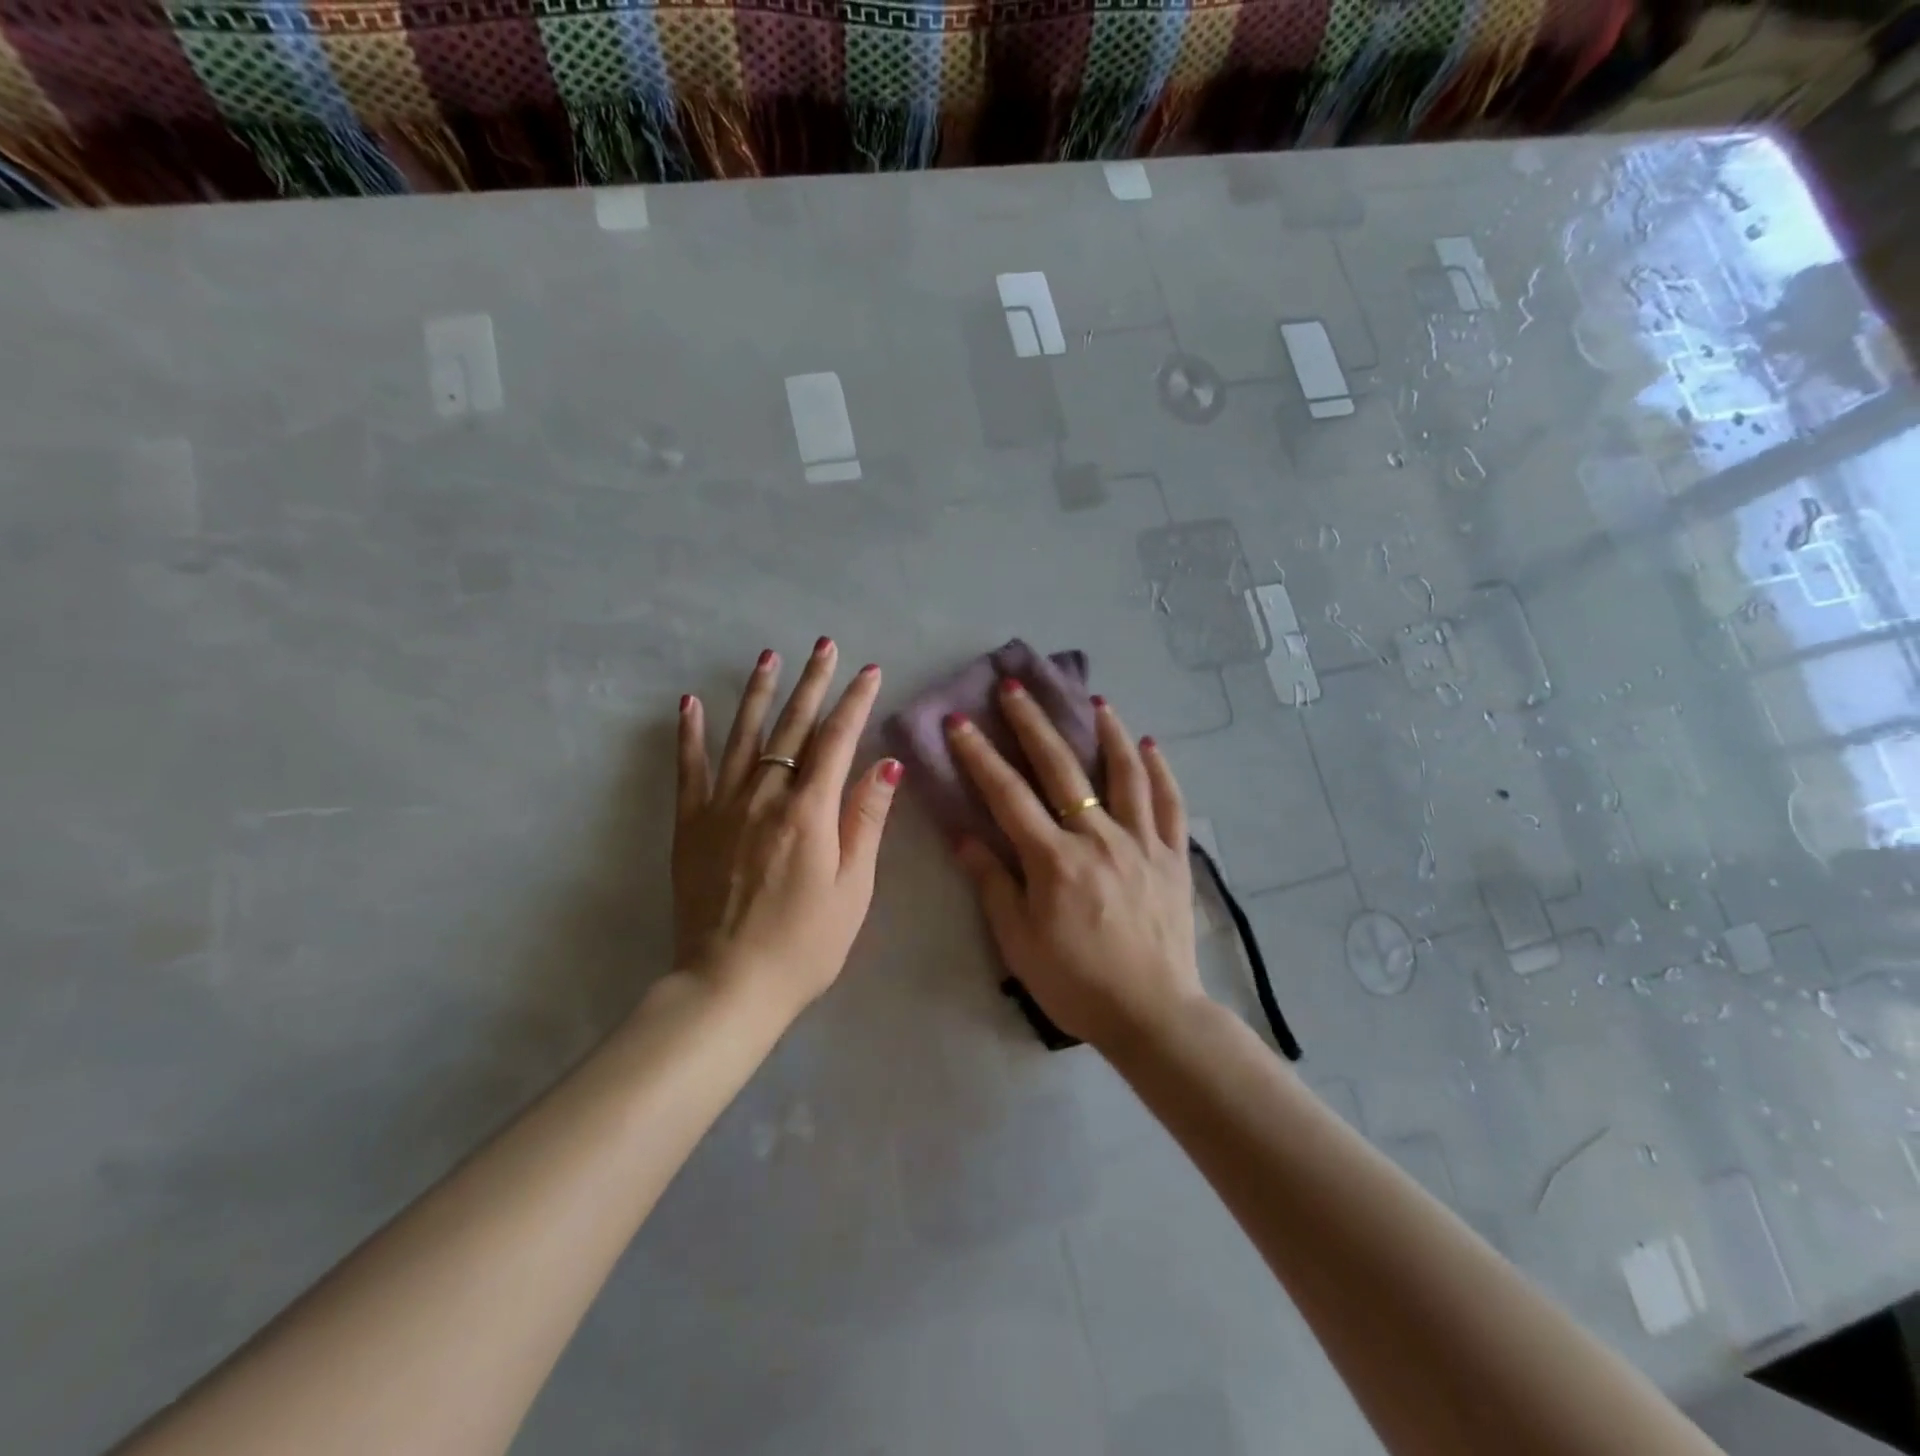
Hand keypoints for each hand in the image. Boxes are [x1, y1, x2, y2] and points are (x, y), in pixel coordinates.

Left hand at [673, 639, 900, 1020]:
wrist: (729, 986)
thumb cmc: (805, 944)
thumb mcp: (853, 888)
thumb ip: (866, 820)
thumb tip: (885, 762)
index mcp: (809, 812)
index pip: (837, 741)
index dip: (855, 702)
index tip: (869, 671)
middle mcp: (764, 797)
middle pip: (792, 727)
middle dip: (813, 683)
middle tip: (825, 645)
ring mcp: (722, 807)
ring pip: (743, 736)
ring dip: (758, 693)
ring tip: (769, 657)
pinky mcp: (691, 825)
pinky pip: (689, 769)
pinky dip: (690, 734)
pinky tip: (689, 703)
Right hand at [946, 680, 1203, 1050]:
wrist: (1152, 1015)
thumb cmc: (1076, 983)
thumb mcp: (1019, 942)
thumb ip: (993, 884)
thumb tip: (964, 837)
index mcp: (1054, 861)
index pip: (1008, 795)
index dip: (979, 755)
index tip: (959, 721)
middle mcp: (1099, 838)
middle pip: (1062, 769)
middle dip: (1033, 724)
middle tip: (1015, 687)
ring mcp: (1142, 843)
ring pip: (1124, 773)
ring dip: (1106, 732)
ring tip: (1093, 700)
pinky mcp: (1174, 856)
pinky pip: (1170, 803)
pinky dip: (1159, 770)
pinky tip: (1149, 744)